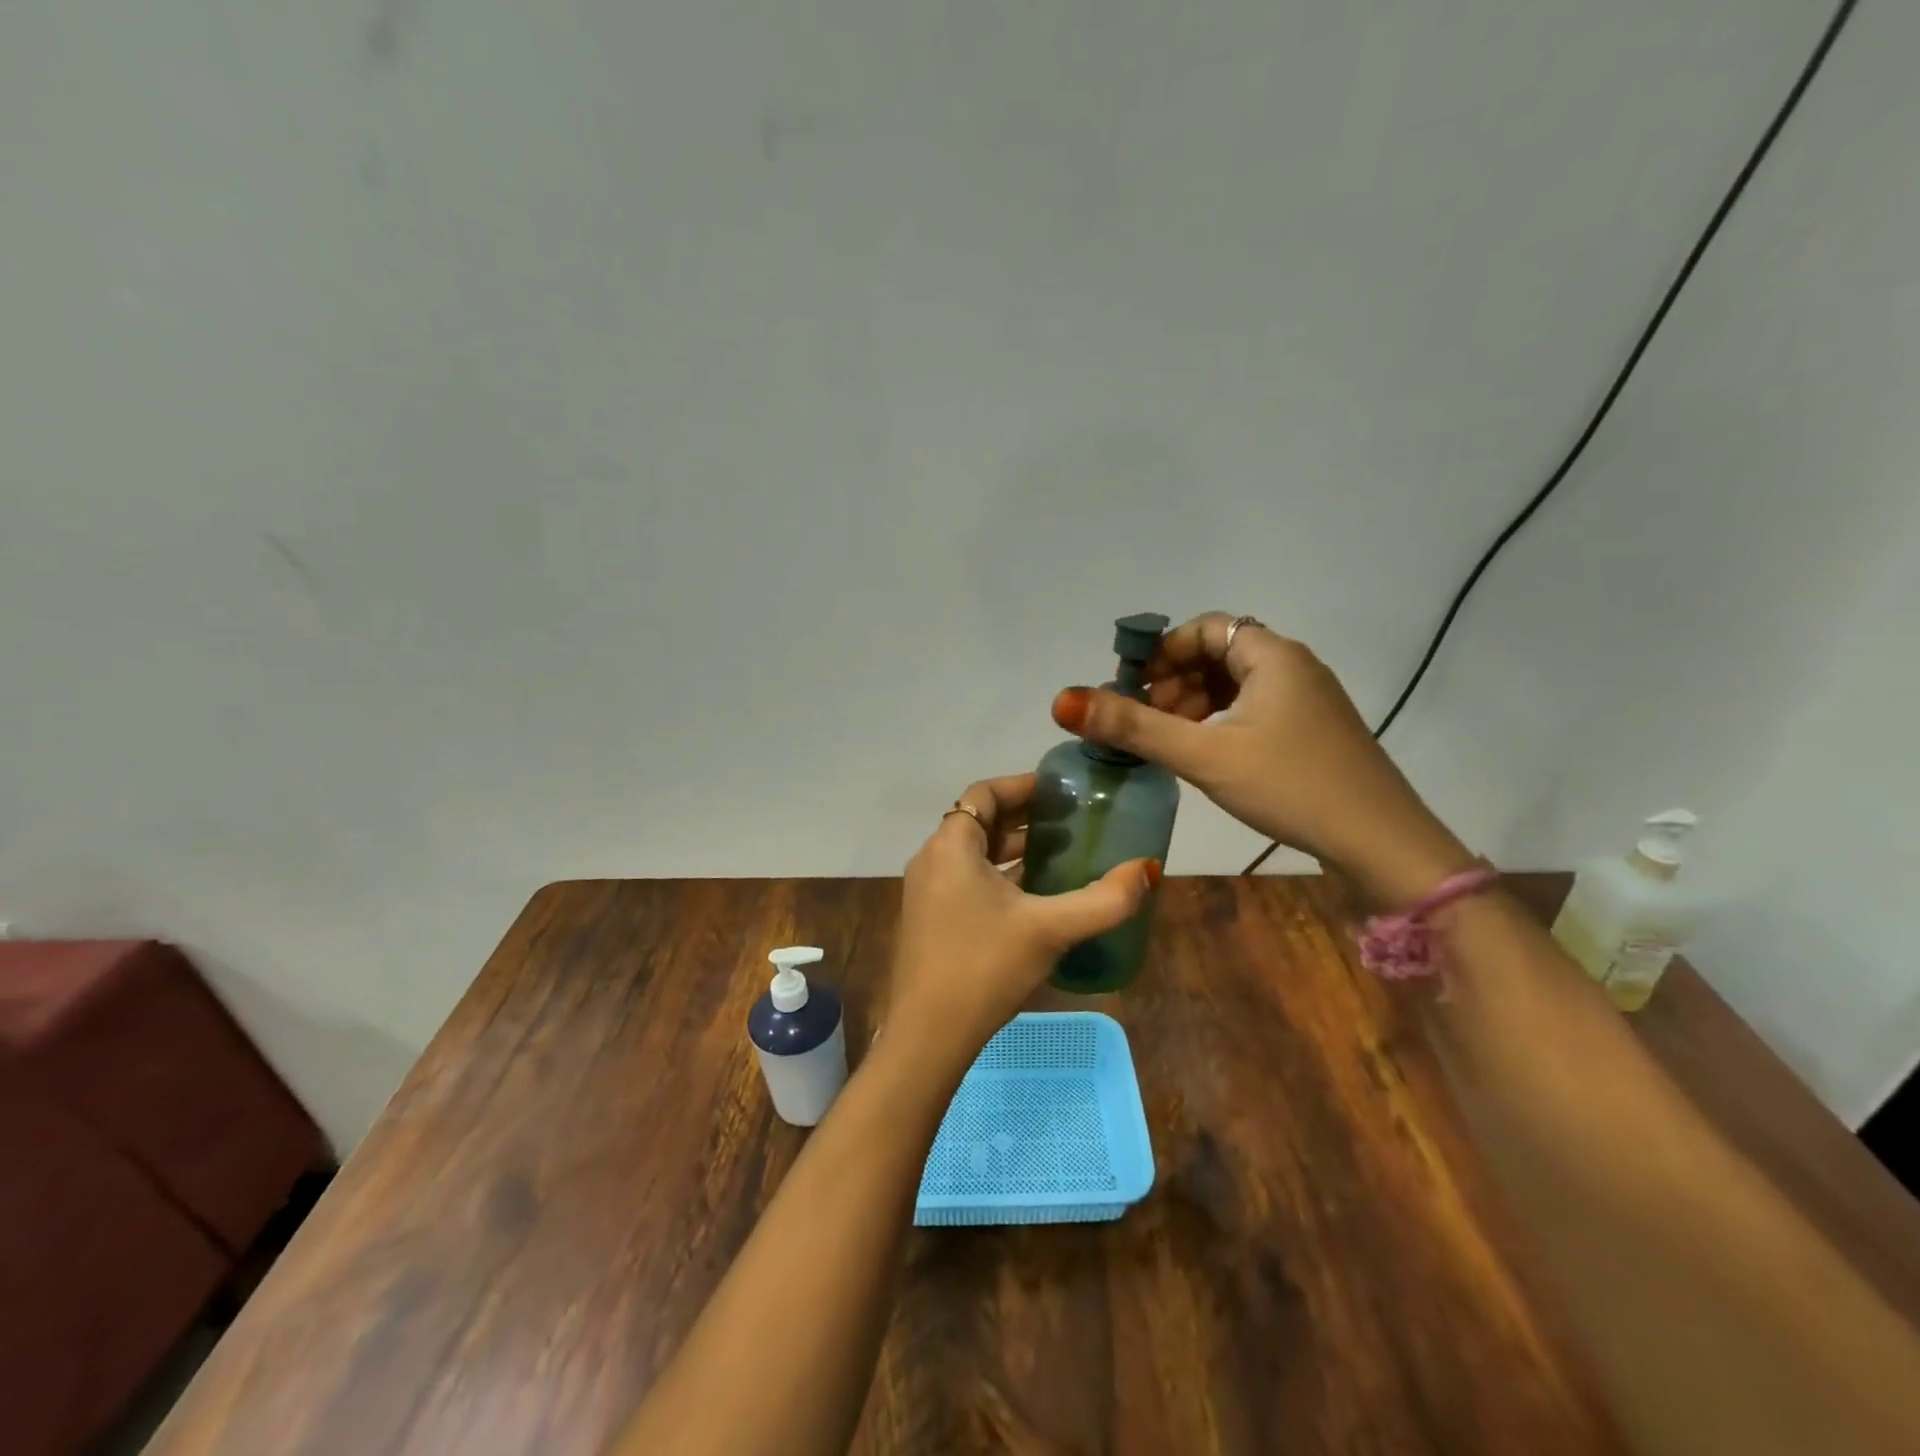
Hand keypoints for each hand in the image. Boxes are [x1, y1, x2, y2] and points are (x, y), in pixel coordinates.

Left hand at [889, 774, 1160, 1067]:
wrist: (929, 1035)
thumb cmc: (985, 967)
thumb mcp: (1050, 929)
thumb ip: (1104, 899)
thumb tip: (1149, 869)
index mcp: (951, 846)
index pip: (985, 793)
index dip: (1023, 786)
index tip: (1062, 792)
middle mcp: (932, 859)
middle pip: (979, 819)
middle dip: (1023, 816)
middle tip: (1070, 820)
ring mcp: (926, 890)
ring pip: (972, 851)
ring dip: (1011, 846)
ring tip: (1059, 851)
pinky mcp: (929, 917)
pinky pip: (966, 877)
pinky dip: (997, 873)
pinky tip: (1033, 894)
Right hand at [1051, 614, 1471, 905]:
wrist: (1380, 841)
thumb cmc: (1289, 785)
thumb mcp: (1204, 755)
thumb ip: (1134, 727)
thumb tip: (1064, 700)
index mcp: (1271, 655)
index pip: (1204, 629)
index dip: (1162, 652)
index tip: (1131, 688)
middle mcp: (1293, 666)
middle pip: (1218, 654)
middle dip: (1174, 681)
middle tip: (1145, 720)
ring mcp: (1308, 700)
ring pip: (1236, 684)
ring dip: (1195, 703)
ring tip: (1168, 740)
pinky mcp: (1313, 730)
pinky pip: (1254, 708)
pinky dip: (1220, 721)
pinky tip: (1204, 754)